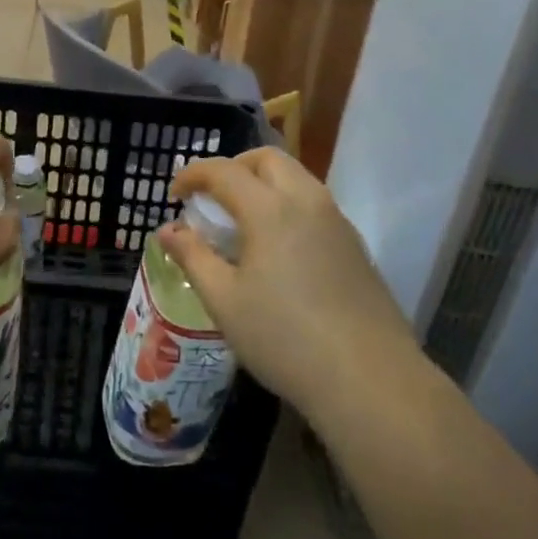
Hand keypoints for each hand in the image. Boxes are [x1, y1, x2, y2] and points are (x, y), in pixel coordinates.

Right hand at [157, 148, 418, 420]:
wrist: (370, 380)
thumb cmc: (284, 339)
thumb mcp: (224, 301)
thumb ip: (192, 256)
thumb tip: (167, 230)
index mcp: (270, 209)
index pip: (223, 170)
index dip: (193, 174)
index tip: (174, 195)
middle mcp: (306, 201)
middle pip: (267, 159)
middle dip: (233, 167)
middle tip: (211, 198)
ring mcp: (337, 220)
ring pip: (295, 177)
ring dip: (263, 183)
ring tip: (241, 222)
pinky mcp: (354, 244)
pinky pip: (313, 203)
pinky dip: (286, 204)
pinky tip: (277, 247)